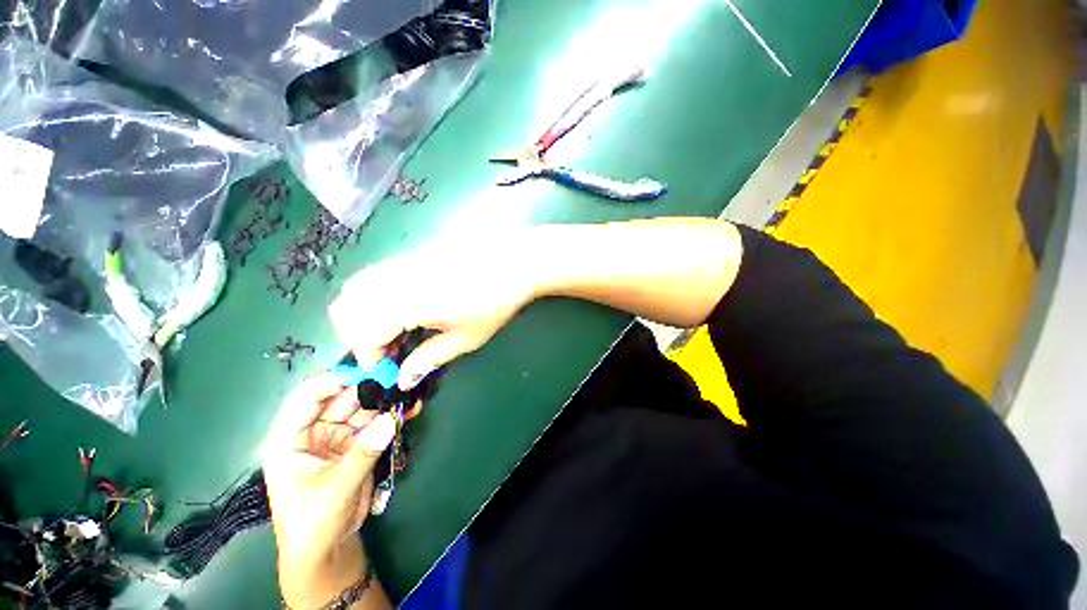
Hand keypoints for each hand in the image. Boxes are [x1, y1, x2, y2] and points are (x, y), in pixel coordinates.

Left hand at [262, 374, 395, 604]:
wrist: (329, 549)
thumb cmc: (314, 523)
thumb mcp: (335, 489)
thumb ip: (363, 453)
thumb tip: (391, 419)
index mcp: (289, 439)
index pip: (305, 399)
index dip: (332, 382)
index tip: (364, 371)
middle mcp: (313, 431)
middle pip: (340, 399)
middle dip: (369, 388)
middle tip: (397, 379)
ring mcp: (337, 435)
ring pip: (362, 408)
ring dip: (385, 400)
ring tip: (408, 391)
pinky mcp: (358, 442)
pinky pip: (376, 423)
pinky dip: (392, 416)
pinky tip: (409, 408)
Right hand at [330, 233, 538, 389]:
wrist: (512, 265)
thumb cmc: (494, 304)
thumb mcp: (465, 338)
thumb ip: (429, 358)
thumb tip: (402, 379)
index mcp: (408, 303)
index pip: (363, 333)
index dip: (369, 356)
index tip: (387, 367)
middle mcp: (395, 280)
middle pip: (347, 308)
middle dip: (358, 335)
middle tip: (388, 350)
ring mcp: (401, 263)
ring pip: (355, 288)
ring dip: (362, 314)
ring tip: (392, 329)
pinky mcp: (409, 255)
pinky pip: (373, 275)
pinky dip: (372, 295)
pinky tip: (400, 307)